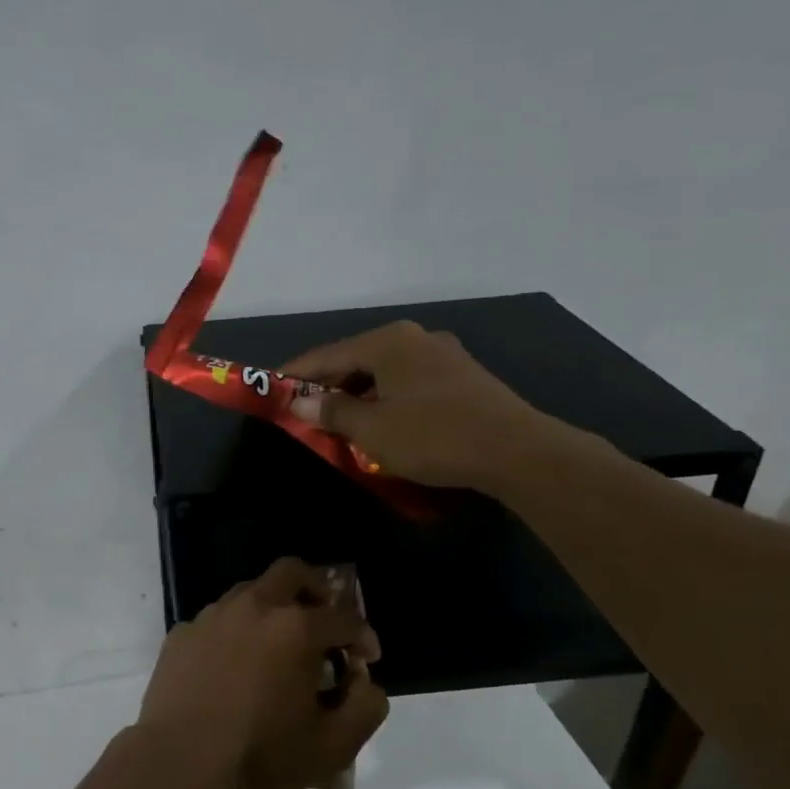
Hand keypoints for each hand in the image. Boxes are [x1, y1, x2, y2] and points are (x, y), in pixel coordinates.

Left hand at [139, 558, 387, 788]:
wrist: (179, 760)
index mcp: (296, 628)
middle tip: (323, 621)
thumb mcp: (333, 746)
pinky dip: (235, 632)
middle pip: (292, 572)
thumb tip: (363, 679)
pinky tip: (233, 666)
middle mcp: (254, 607)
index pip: (344, 618)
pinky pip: (218, 620)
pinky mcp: (183, 632)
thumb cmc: (261, 753)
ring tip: (277, 647)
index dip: (363, 637)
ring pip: (251, 591)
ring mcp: (212, 615)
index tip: (365, 659)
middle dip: (316, 590)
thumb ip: (365, 707)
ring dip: (273, 609)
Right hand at [282, 320, 560, 489]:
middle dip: (329, 385)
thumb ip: (331, 412)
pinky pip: (409, 381)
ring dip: (359, 394)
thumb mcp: (372, 430)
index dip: (296, 373)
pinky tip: (383, 420)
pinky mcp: (464, 376)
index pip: (327, 354)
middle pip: (357, 358)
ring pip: (385, 371)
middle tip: (304, 410)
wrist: (518, 451)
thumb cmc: (434, 436)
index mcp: (388, 341)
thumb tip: (299, 401)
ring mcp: (444, 354)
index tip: (271, 388)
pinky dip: (387, 397)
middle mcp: (415, 337)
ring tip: (340, 420)